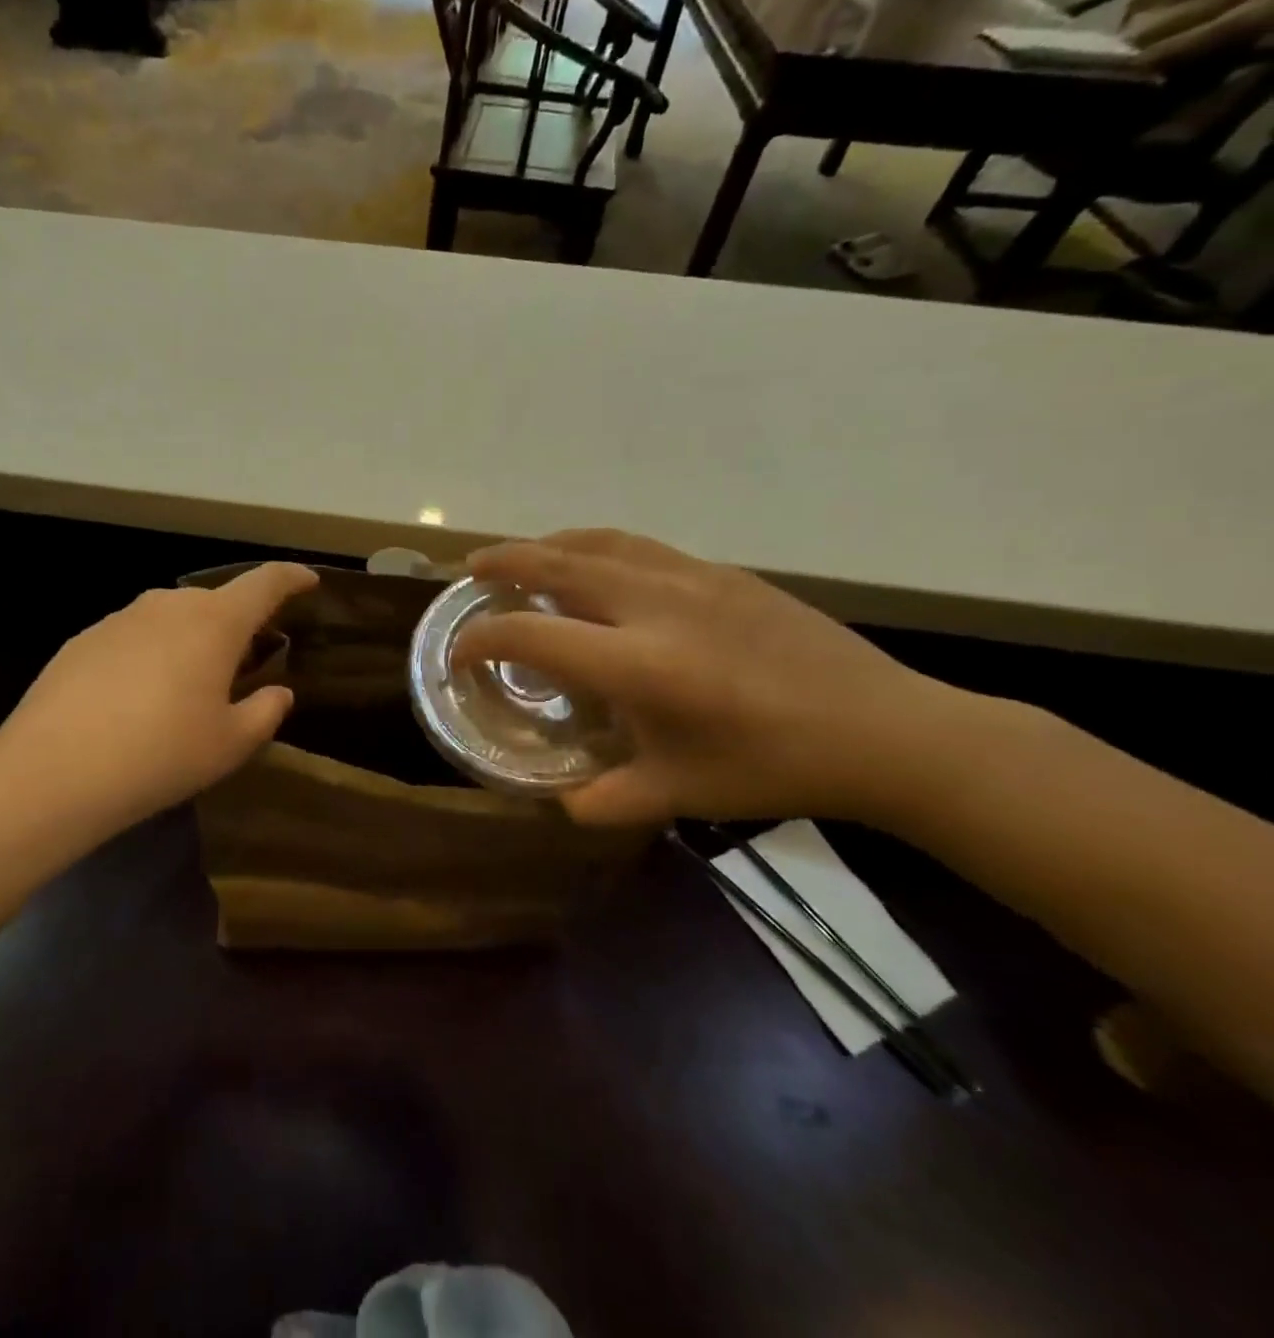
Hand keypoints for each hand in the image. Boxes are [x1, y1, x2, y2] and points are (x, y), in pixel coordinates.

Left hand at [0, 562, 317, 839]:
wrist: (54, 771)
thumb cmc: (161, 754)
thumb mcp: (229, 744)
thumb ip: (265, 712)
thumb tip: (279, 693)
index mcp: (215, 623)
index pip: (265, 583)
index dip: (291, 578)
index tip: (308, 580)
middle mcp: (168, 605)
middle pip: (216, 603)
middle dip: (237, 626)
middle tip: (243, 666)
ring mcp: (121, 618)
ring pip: (172, 619)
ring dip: (190, 641)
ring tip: (187, 687)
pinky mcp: (85, 639)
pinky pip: (135, 637)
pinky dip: (150, 655)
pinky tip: (137, 700)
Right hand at [452, 531, 951, 826]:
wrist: (884, 730)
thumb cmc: (773, 768)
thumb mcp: (680, 794)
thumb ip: (607, 799)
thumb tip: (559, 801)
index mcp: (639, 665)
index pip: (532, 636)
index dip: (482, 640)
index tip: (460, 653)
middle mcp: (655, 606)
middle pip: (556, 566)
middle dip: (502, 564)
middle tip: (471, 571)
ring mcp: (691, 578)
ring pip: (598, 543)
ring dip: (547, 545)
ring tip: (521, 557)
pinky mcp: (722, 572)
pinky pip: (638, 546)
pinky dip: (595, 547)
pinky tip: (594, 564)